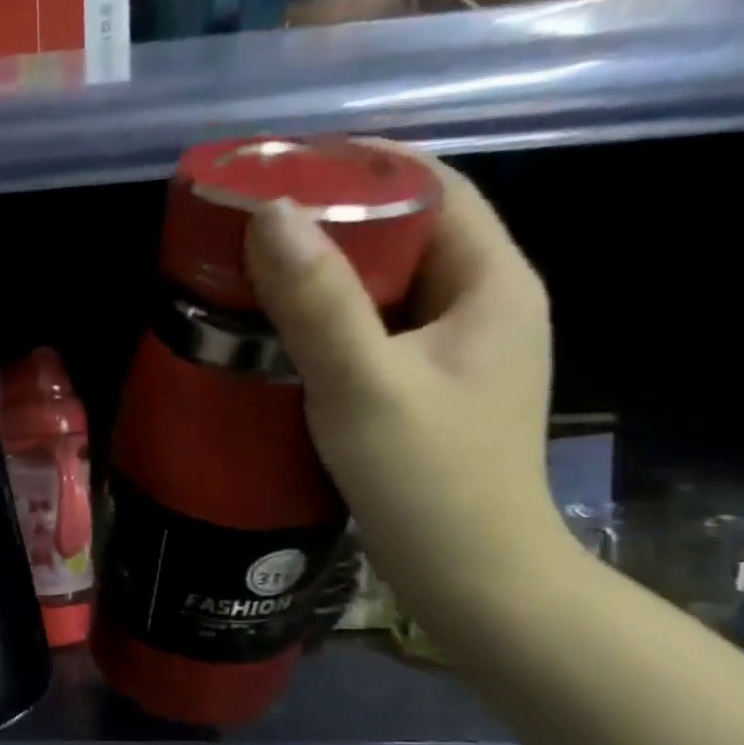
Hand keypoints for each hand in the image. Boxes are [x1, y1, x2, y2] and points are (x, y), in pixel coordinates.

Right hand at [245, 152, 565, 619]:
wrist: (471, 579)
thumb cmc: (428, 480)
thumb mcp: (364, 386)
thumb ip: (319, 302)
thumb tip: (270, 213)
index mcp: (491, 284)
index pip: (435, 188)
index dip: (363, 167)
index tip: (287, 165)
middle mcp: (482, 306)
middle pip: (407, 234)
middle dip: (332, 220)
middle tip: (253, 223)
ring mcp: (454, 352)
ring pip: (386, 286)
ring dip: (325, 272)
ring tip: (254, 270)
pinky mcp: (425, 389)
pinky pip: (373, 330)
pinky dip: (327, 318)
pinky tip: (278, 333)